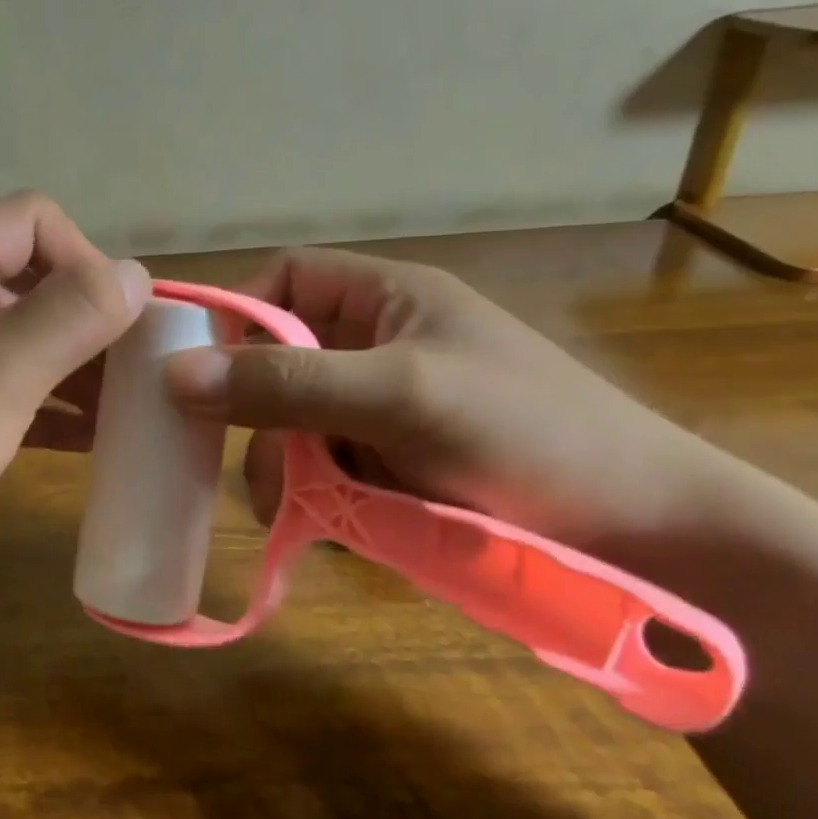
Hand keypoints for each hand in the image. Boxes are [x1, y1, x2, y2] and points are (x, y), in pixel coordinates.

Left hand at [0, 193, 149, 595]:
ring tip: (130, 406)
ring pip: (30, 339)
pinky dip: (57, 406)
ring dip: (81, 366)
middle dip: (92, 319)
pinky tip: (95, 438)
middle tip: (139, 368)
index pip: (33, 221)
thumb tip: (137, 275)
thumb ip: (73, 314)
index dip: (84, 259)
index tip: (117, 322)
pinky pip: (16, 389)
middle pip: (36, 280)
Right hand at [163, 249, 724, 556]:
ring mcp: (384, 411)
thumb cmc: (526, 435)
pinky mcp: (392, 467)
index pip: (286, 281)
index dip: (237, 313)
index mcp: (386, 300)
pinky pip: (324, 470)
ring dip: (283, 466)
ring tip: (288, 513)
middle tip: (249, 466)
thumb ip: (287, 383)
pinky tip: (322, 526)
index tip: (197, 370)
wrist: (643, 537)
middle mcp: (378, 347)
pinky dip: (312, 497)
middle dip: (258, 414)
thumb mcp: (399, 395)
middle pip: (280, 362)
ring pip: (296, 425)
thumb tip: (174, 374)